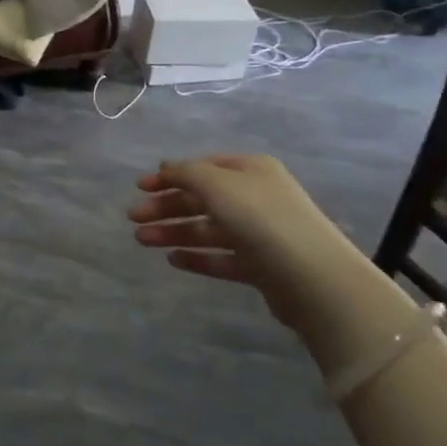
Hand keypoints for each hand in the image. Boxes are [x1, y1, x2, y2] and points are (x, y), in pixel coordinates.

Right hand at [128, 153, 350, 321]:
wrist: (313, 278)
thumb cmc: (260, 218)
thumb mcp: (217, 183)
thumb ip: (185, 173)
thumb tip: (166, 167)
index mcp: (250, 170)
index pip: (202, 167)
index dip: (169, 175)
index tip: (139, 187)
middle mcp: (256, 197)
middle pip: (202, 199)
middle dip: (166, 207)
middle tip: (134, 218)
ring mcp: (259, 233)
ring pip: (207, 229)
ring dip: (173, 232)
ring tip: (142, 241)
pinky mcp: (260, 266)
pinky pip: (221, 257)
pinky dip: (196, 256)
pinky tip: (172, 259)